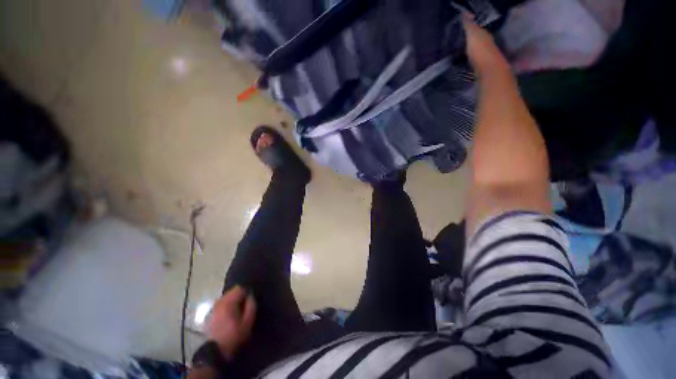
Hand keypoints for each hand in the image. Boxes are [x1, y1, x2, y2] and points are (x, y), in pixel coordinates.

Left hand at [207, 286, 256, 359]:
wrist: (215, 353)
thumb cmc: (234, 336)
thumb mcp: (248, 321)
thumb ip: (251, 305)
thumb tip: (251, 296)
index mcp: (228, 302)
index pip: (240, 288)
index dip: (247, 292)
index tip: (250, 300)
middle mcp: (219, 302)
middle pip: (232, 291)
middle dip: (239, 296)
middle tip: (245, 306)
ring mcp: (213, 308)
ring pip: (226, 297)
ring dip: (232, 300)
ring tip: (237, 310)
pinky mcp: (209, 314)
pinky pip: (221, 304)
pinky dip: (226, 306)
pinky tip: (229, 315)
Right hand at [462, 13, 509, 73]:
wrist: (488, 69)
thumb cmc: (480, 50)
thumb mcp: (473, 35)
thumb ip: (469, 25)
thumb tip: (465, 12)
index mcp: (484, 35)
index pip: (477, 30)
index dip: (470, 29)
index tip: (460, 30)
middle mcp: (486, 45)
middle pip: (477, 42)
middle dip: (469, 42)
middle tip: (457, 43)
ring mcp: (484, 58)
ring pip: (475, 52)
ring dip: (468, 53)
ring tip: (457, 55)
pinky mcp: (480, 69)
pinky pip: (472, 62)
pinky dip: (467, 62)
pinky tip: (462, 64)